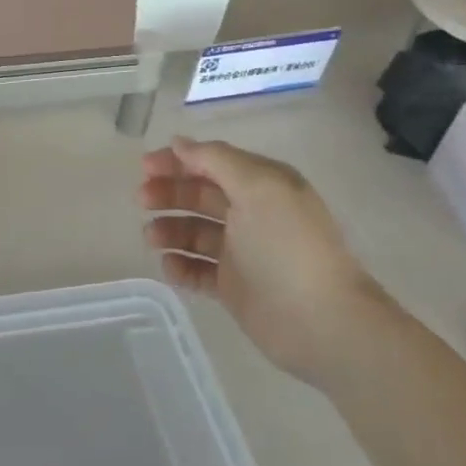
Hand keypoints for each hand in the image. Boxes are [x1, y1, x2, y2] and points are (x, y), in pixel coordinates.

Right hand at [141, 137, 377, 380]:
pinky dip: (180, 266)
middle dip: (169, 193)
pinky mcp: (234, 287)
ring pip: (195, 233)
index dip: (178, 161)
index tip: (145, 166)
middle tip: (142, 200)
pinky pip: (198, 270)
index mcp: (263, 185)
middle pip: (200, 195)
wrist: (323, 323)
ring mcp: (242, 252)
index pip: (213, 163)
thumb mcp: (258, 187)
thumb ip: (216, 160)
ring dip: (170, 230)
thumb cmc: (288, 246)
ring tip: (151, 238)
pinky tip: (168, 267)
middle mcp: (252, 214)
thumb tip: (179, 143)